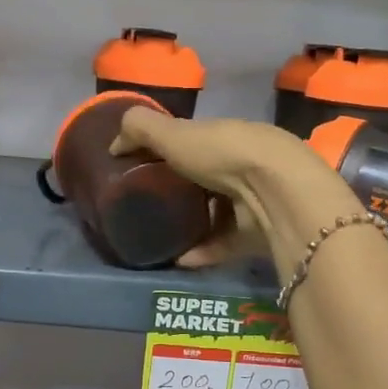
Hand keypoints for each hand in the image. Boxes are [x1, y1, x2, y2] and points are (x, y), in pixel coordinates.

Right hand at [111, 110, 336, 266]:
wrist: (273, 190)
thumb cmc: (221, 153)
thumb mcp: (173, 132)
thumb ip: (140, 130)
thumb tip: (114, 144)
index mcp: (224, 138)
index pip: (194, 143)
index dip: (169, 152)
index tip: (141, 168)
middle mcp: (241, 166)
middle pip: (206, 180)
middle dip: (180, 192)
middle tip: (147, 206)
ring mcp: (252, 201)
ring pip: (216, 214)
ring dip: (190, 226)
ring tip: (159, 236)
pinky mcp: (257, 235)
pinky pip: (223, 244)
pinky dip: (201, 251)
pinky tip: (179, 258)